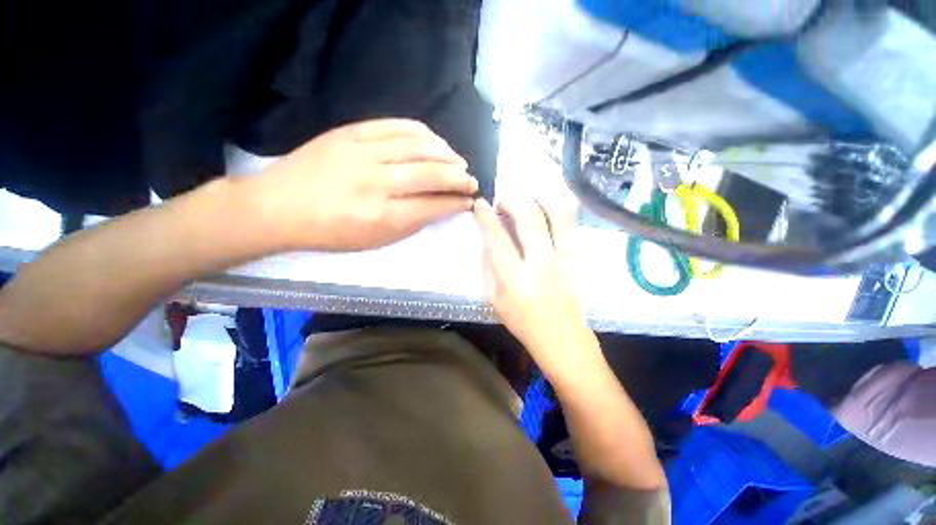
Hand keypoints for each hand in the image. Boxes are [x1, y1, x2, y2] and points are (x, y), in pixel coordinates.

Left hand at [251, 119, 477, 250]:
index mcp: (381, 217)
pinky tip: (434, 140)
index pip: (432, 206)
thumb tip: (441, 207)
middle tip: (471, 181)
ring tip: (457, 161)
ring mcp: (361, 153)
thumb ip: (411, 224)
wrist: (278, 206)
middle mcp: (375, 183)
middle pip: (430, 174)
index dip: (456, 202)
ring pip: (418, 145)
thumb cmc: (330, 233)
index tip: (469, 201)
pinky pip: (395, 125)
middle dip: (459, 177)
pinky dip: (422, 132)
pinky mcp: (350, 133)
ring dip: (446, 153)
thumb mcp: (374, 241)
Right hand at [474, 197, 595, 376]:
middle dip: (512, 201)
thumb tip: (486, 239)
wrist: (563, 338)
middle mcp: (541, 264)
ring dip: (539, 199)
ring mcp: (566, 259)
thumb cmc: (523, 322)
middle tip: (503, 201)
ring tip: (528, 201)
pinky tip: (548, 210)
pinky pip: (573, 223)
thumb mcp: (494, 299)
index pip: (497, 238)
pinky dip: (558, 209)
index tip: (480, 205)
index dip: (486, 216)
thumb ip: (488, 267)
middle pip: (529, 218)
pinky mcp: (581, 259)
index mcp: (514, 279)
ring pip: (557, 214)